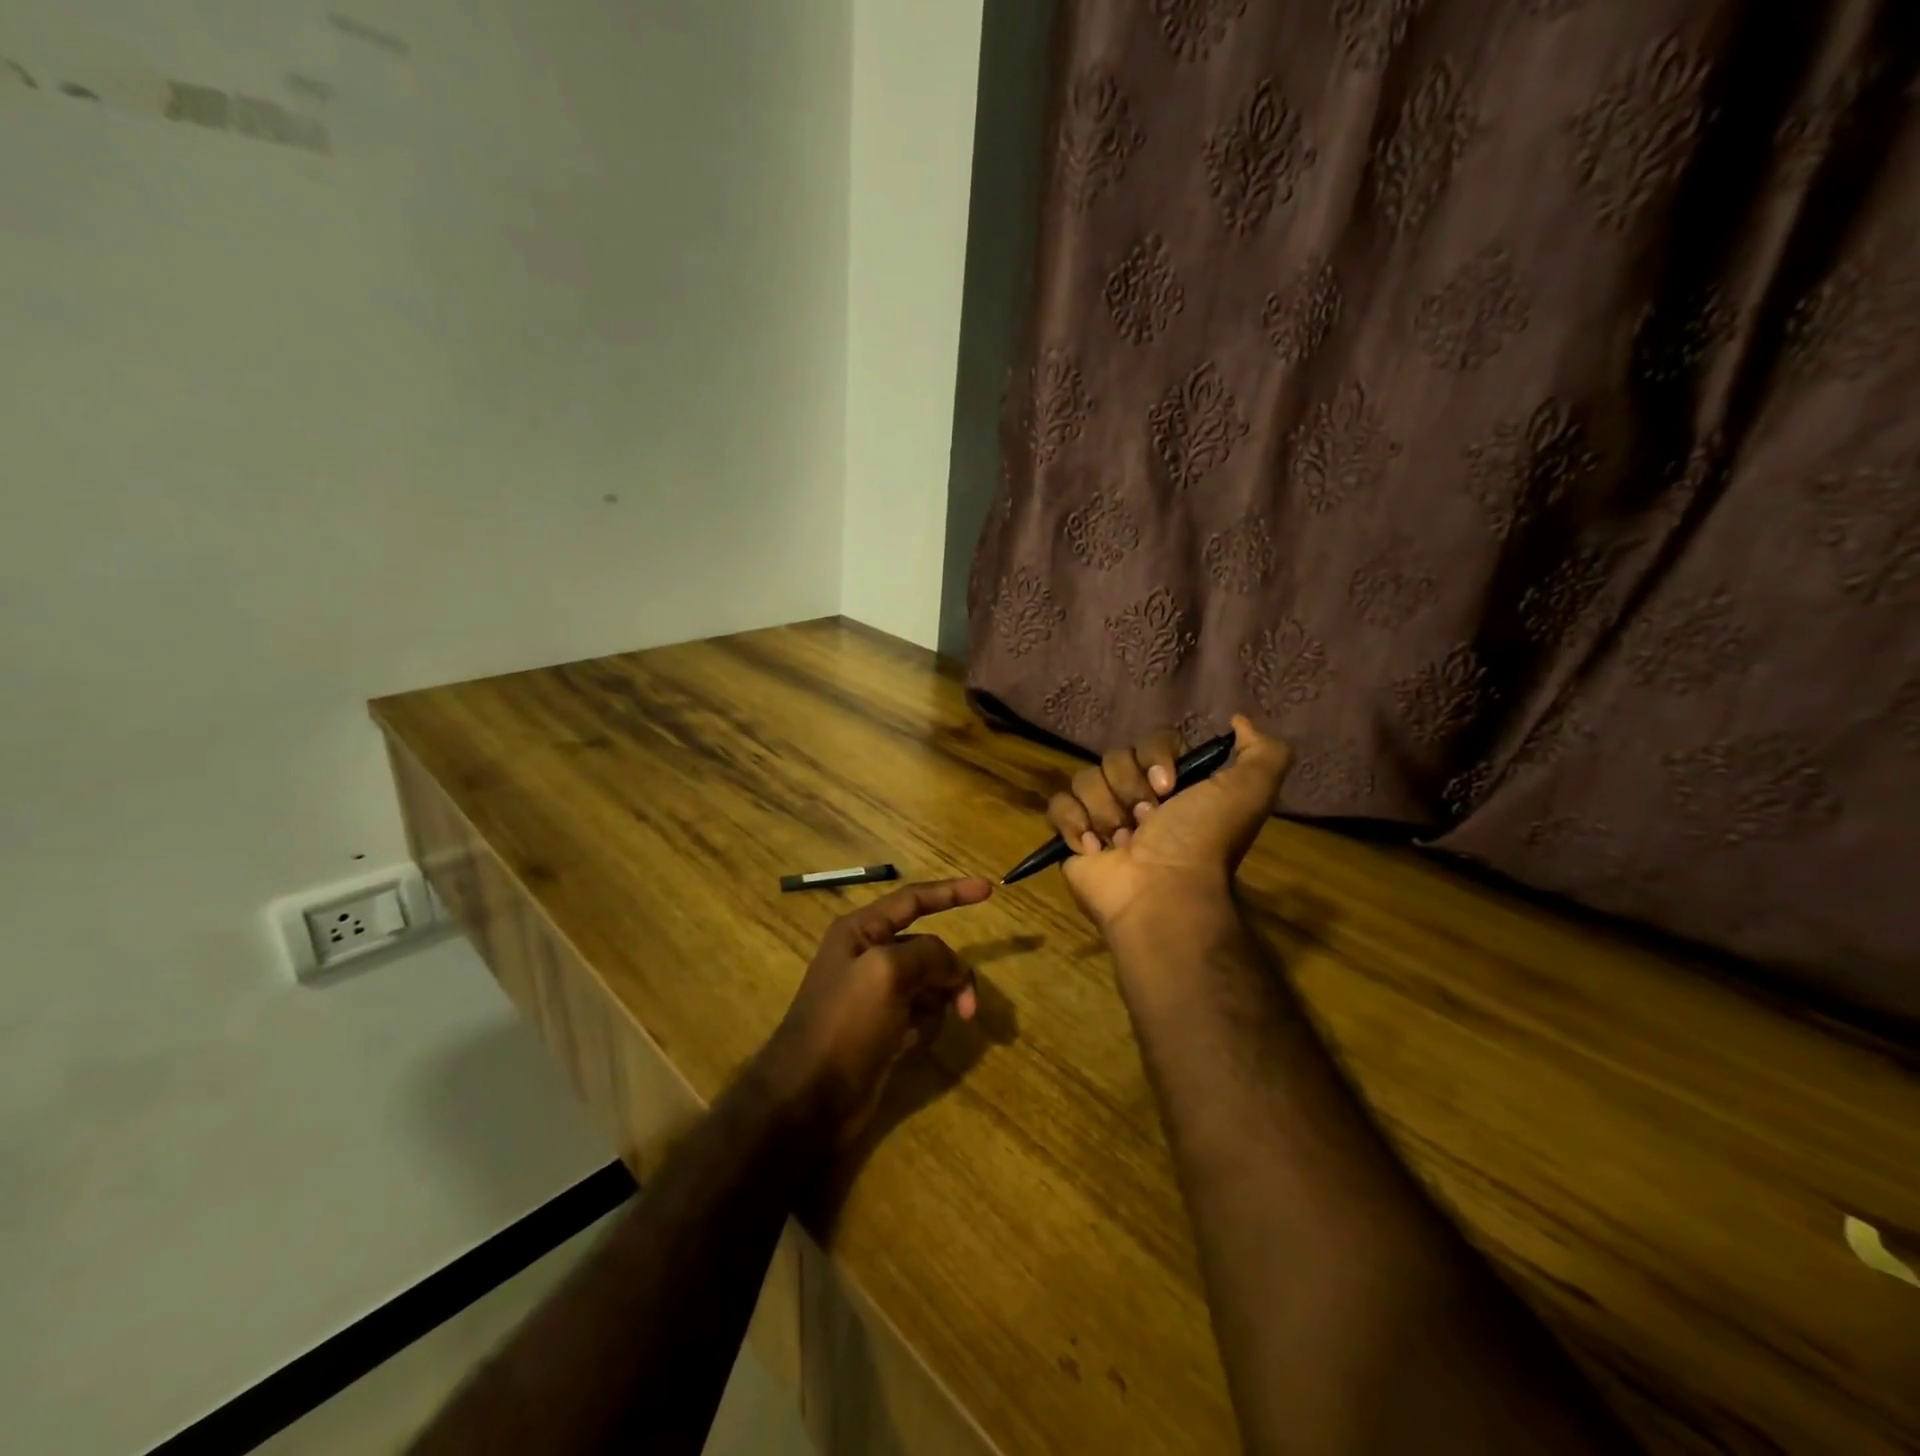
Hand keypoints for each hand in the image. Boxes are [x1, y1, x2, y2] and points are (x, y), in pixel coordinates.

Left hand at [761, 877, 992, 1141]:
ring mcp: (876, 995)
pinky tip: (913, 1044)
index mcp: (861, 931)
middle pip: (928, 947)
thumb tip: (951, 967)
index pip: (914, 899)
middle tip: (968, 1004)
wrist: (810, 1099)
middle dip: (951, 970)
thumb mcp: (887, 972)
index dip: (952, 892)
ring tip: (945, 1026)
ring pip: (930, 981)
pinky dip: (928, 1023)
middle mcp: (868, 956)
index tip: (988, 890)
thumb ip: (927, 953)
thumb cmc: (845, 1024)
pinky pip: (921, 1012)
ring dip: (943, 999)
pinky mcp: (884, 1029)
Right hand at [1047, 715, 1291, 943]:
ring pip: (1085, 780)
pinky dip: (1074, 824)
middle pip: (1114, 758)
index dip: (1154, 758)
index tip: (1167, 788)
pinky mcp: (1072, 837)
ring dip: (1105, 811)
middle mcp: (1137, 797)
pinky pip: (1058, 806)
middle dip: (1129, 788)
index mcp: (1174, 785)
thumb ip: (1264, 751)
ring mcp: (1102, 817)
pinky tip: (1094, 848)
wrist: (1162, 892)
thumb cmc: (1201, 840)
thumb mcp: (1250, 791)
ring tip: (1122, 843)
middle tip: (1146, 821)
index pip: (1151, 741)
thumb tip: (1237, 720)